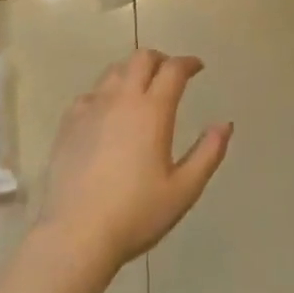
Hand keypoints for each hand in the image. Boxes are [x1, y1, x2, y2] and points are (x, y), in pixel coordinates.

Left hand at [36, 48, 232, 273]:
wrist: (76, 234)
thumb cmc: (136, 213)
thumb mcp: (184, 189)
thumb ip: (208, 153)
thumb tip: (225, 124)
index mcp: (152, 110)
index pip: (173, 70)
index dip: (188, 63)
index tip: (197, 67)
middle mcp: (121, 99)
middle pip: (141, 58)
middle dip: (160, 59)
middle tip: (170, 74)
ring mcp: (91, 108)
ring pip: (114, 71)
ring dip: (132, 71)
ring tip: (140, 88)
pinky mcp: (68, 123)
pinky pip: (90, 94)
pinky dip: (105, 93)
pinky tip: (107, 112)